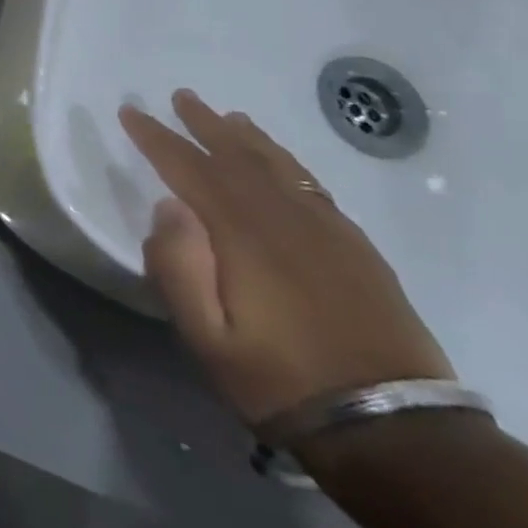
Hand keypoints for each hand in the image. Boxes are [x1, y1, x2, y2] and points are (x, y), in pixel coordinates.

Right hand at [119, 90, 451, 431]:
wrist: (396, 431)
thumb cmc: (281, 381)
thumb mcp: (207, 337)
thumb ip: (178, 267)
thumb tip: (167, 206)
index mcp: (243, 235)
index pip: (189, 169)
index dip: (156, 138)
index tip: (131, 111)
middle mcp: (285, 220)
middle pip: (237, 157)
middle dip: (203, 124)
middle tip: (179, 96)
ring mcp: (328, 233)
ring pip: (279, 167)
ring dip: (248, 137)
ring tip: (228, 116)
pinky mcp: (358, 251)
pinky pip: (314, 188)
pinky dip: (288, 164)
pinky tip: (281, 163)